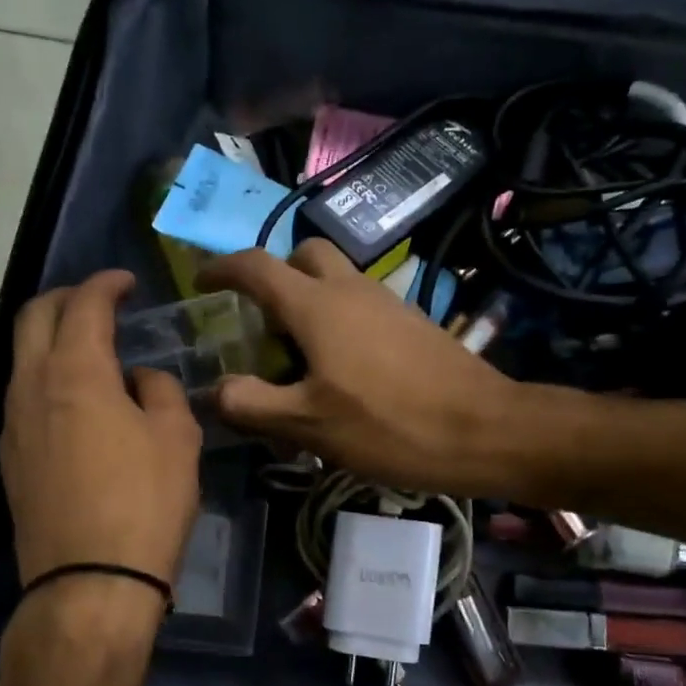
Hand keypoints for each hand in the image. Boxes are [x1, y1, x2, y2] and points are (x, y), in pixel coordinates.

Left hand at [1, 271, 202, 625]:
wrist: (89, 585)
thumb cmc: (145, 504)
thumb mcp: (177, 439)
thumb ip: (160, 392)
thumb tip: (138, 381)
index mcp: (75, 372)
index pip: (84, 304)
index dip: (106, 284)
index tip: (127, 282)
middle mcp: (31, 387)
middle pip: (34, 318)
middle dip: (66, 299)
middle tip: (100, 303)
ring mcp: (12, 425)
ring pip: (22, 359)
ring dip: (52, 340)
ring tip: (91, 352)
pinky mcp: (9, 461)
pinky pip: (22, 398)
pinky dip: (46, 379)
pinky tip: (76, 404)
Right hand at [199, 240, 555, 495]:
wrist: (484, 429)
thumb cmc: (388, 425)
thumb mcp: (308, 425)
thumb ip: (252, 404)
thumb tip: (215, 390)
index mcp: (316, 305)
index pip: (256, 266)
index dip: (221, 270)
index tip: (201, 284)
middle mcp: (350, 289)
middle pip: (303, 256)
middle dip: (274, 277)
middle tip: (262, 324)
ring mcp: (386, 302)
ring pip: (336, 279)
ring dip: (308, 301)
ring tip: (298, 358)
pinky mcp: (411, 322)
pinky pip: (361, 303)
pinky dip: (338, 319)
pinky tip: (342, 371)